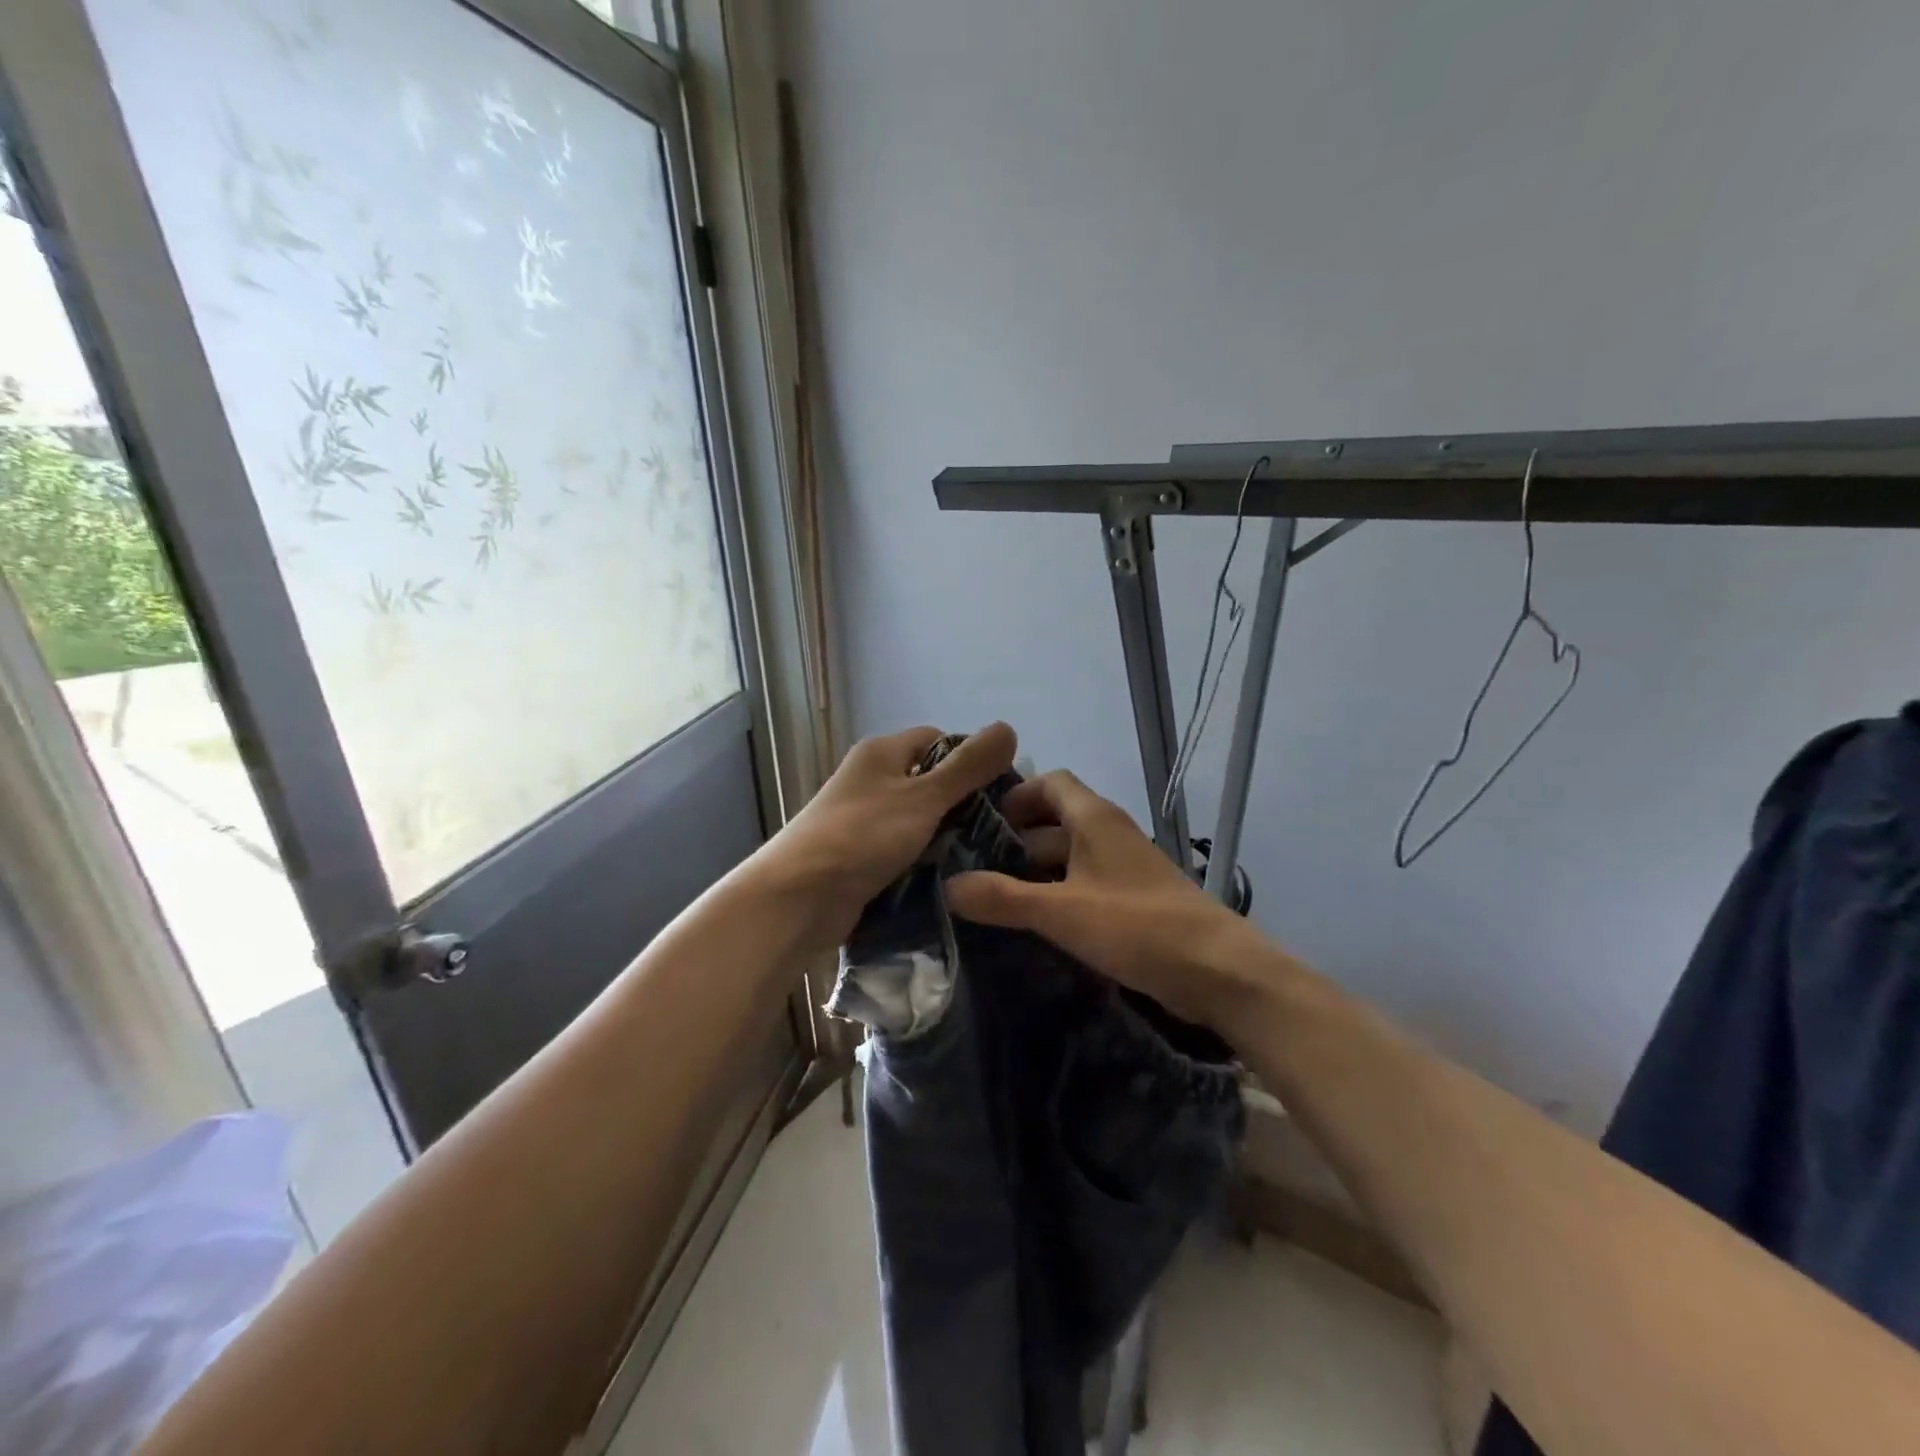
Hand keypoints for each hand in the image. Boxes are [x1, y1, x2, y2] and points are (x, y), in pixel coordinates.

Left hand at [754, 722, 1018, 950]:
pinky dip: (926, 860)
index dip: (972, 759)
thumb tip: (1008, 727)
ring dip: (947, 835)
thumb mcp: (923, 797)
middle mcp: (872, 780)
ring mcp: (864, 820)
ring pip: (920, 820)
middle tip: (1001, 830)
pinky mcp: (862, 857)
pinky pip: (905, 850)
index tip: (1004, 792)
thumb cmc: (861, 837)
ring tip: (985, 857)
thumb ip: (967, 767)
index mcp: (882, 753)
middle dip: (964, 803)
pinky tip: (954, 877)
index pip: (939, 741)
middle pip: (931, 781)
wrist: (797, 899)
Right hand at [944, 770, 1274, 1028]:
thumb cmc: (1137, 926)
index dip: (1015, 795)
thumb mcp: (1061, 912)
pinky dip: (1058, 895)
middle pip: (1055, 821)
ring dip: (1035, 871)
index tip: (978, 822)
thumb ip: (1003, 898)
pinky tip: (1034, 923)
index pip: (1050, 782)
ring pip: (1070, 856)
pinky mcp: (1134, 900)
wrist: (1217, 970)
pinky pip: (1086, 885)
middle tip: (971, 865)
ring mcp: (1124, 868)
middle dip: (1015, 840)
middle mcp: (1109, 833)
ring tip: (992, 896)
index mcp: (1093, 819)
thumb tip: (947, 886)